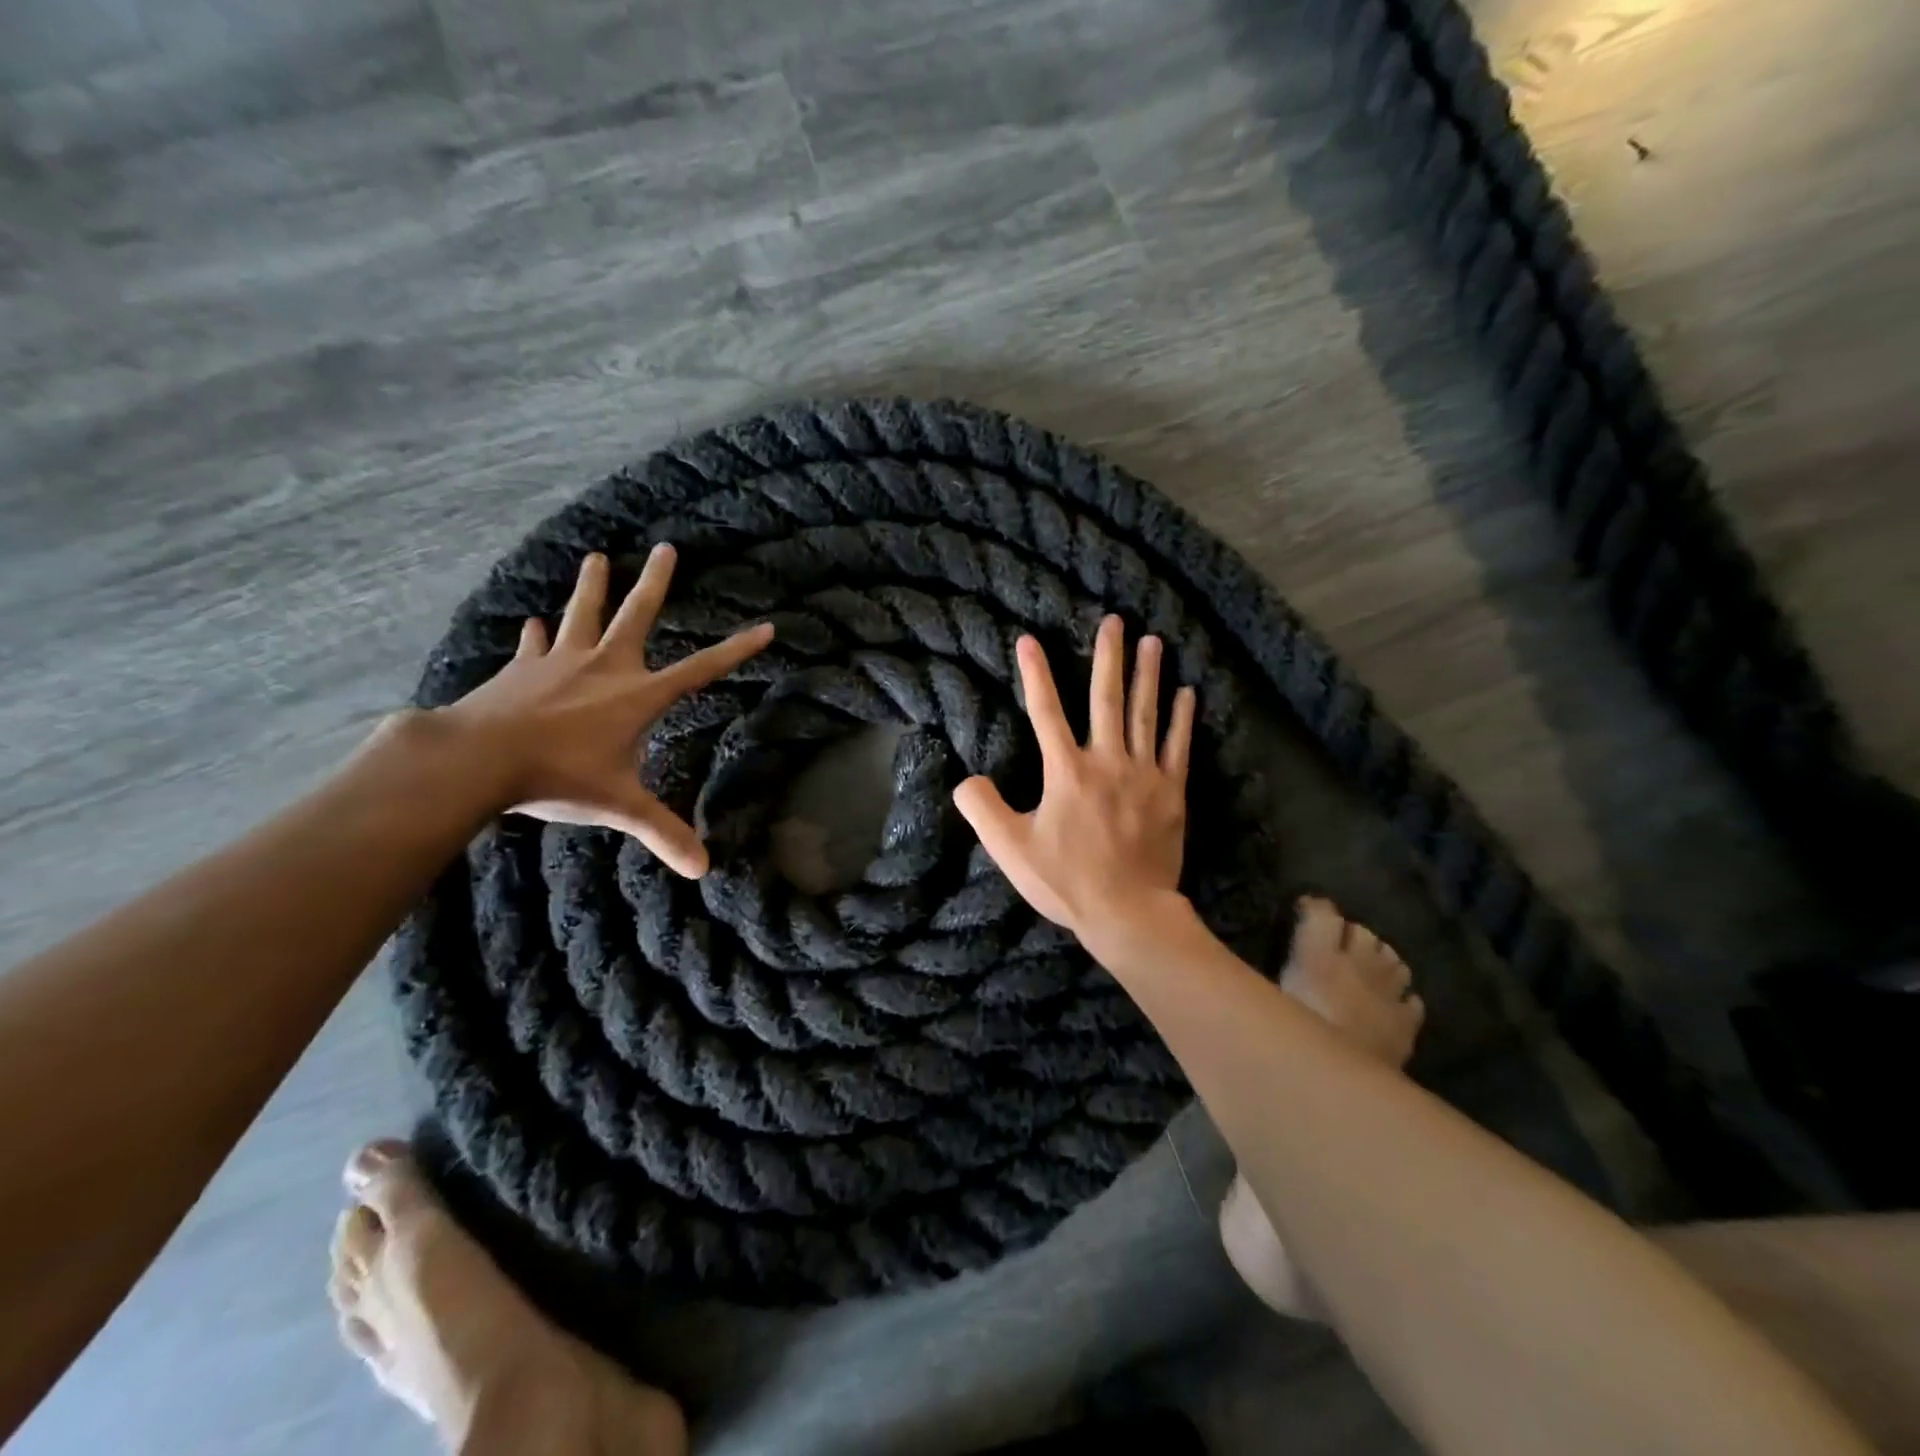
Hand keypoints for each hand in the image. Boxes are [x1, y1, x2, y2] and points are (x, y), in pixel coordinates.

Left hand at [438, 547, 771, 877]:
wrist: (477, 758)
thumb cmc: (559, 777)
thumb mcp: (621, 806)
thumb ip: (663, 833)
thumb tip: (705, 869)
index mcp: (638, 696)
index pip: (702, 670)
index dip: (737, 650)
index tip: (766, 627)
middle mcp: (604, 667)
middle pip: (636, 615)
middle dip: (655, 582)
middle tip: (666, 547)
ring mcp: (560, 662)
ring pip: (582, 613)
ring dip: (592, 586)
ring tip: (596, 556)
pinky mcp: (521, 669)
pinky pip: (534, 644)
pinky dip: (537, 634)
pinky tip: (535, 622)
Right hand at [953, 615, 1195, 943]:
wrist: (1129, 912)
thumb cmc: (1067, 881)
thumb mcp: (1010, 849)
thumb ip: (982, 809)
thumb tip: (965, 779)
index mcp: (1066, 771)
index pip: (1046, 711)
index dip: (1035, 673)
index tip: (1029, 639)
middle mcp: (1107, 761)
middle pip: (1106, 699)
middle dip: (1107, 657)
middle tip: (1115, 620)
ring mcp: (1144, 775)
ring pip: (1146, 715)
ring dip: (1148, 675)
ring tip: (1153, 641)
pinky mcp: (1171, 793)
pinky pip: (1179, 747)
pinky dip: (1183, 719)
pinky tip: (1188, 693)